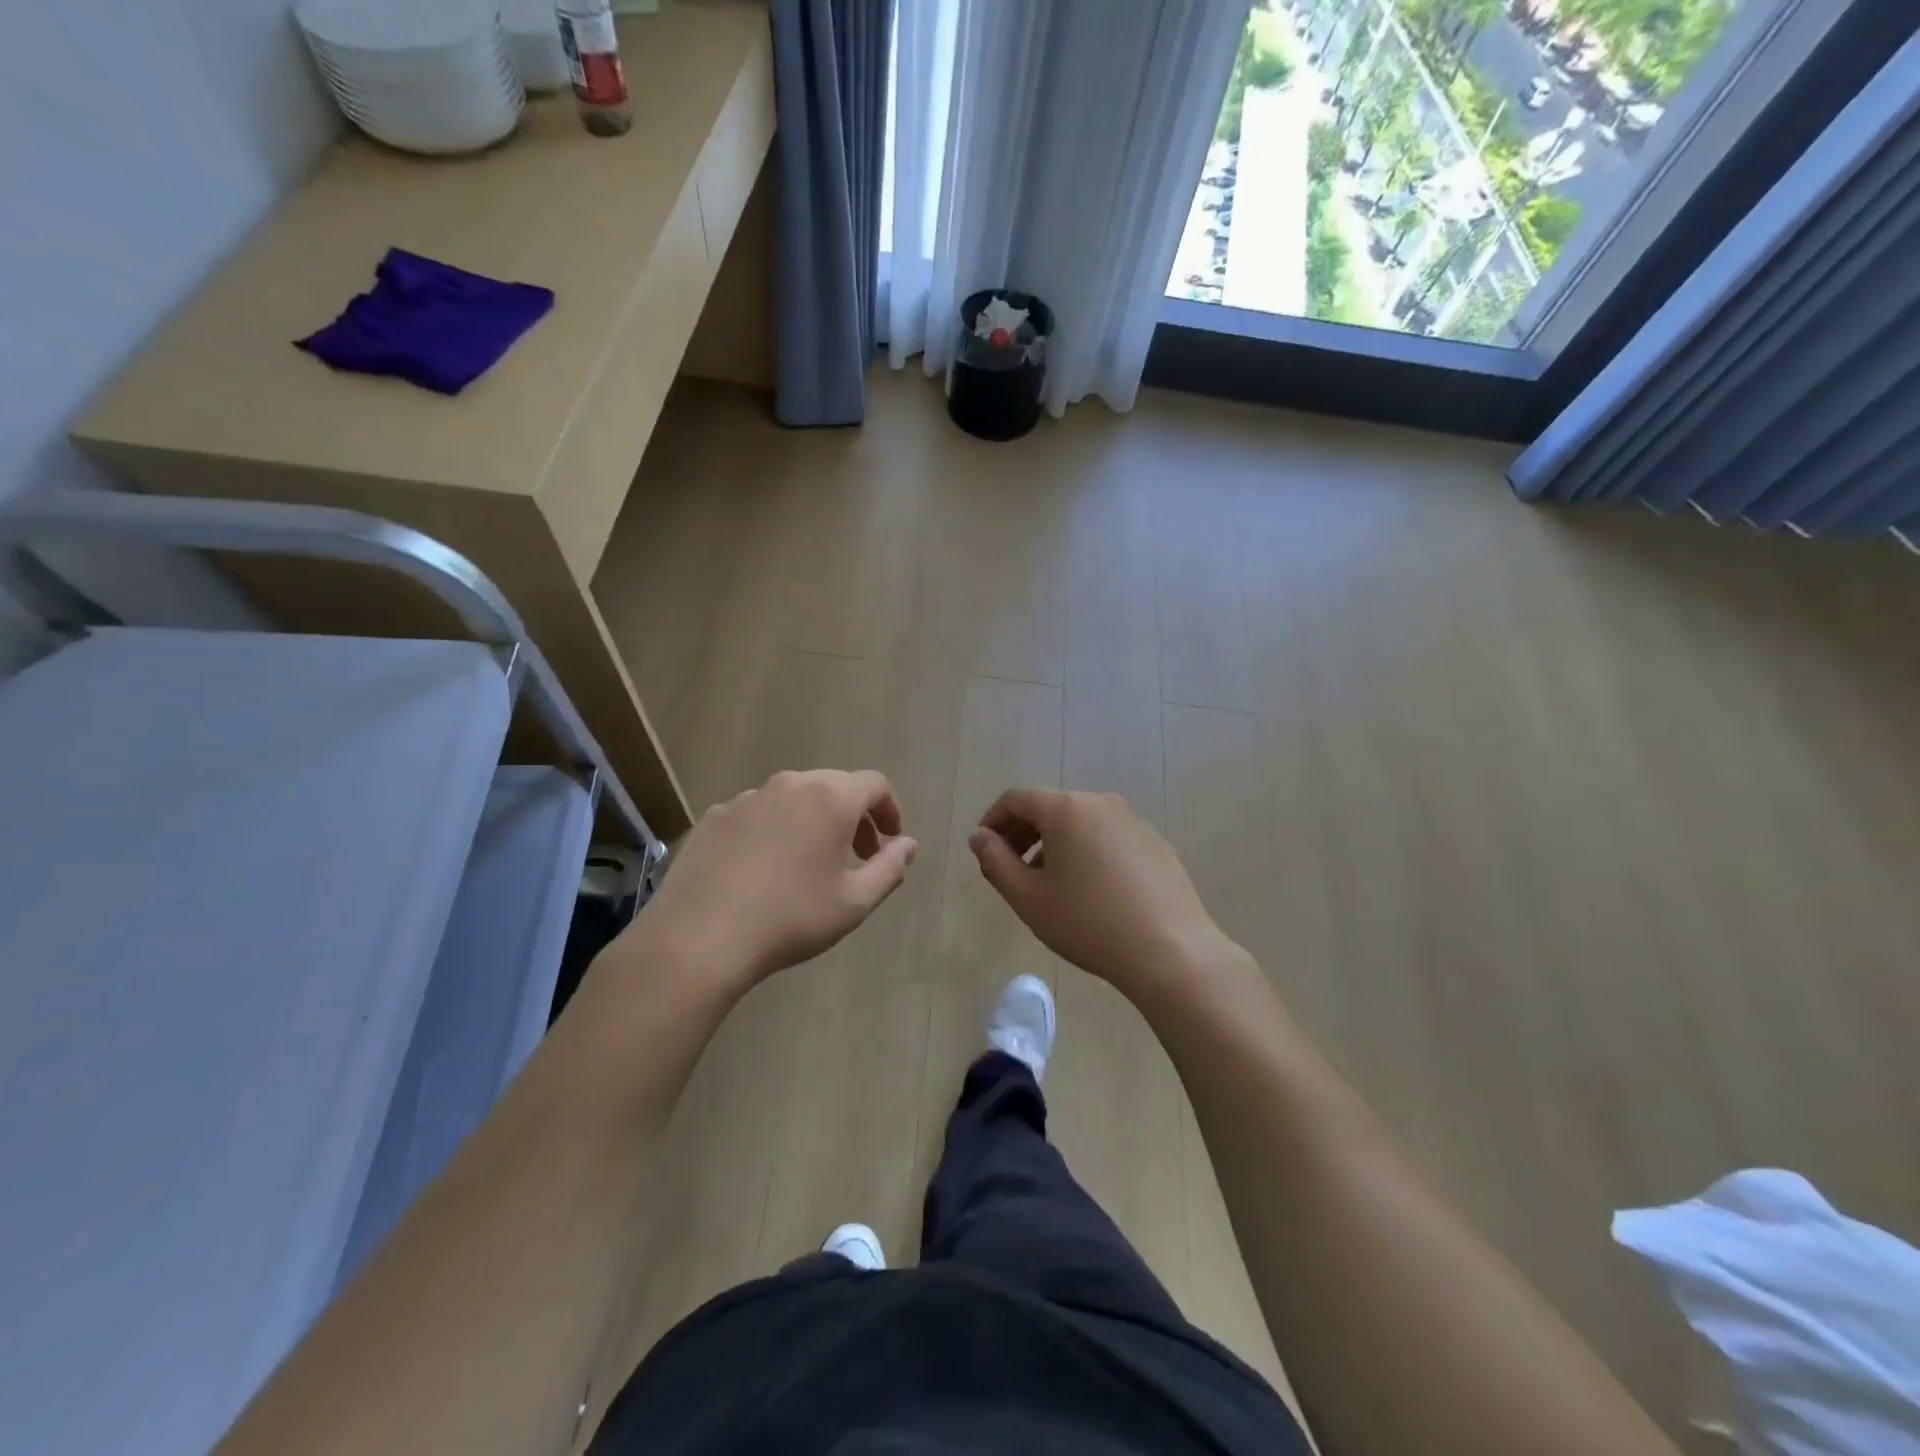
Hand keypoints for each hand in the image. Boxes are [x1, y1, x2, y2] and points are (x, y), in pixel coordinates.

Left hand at [634, 769, 916, 987]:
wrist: (699, 938)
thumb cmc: (790, 918)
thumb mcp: (854, 902)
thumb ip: (890, 868)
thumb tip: (908, 844)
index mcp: (830, 798)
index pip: (874, 784)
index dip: (889, 810)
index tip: (889, 842)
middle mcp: (789, 785)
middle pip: (834, 785)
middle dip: (854, 816)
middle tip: (856, 856)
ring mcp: (747, 798)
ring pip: (794, 798)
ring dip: (813, 821)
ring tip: (808, 864)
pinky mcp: (713, 816)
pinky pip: (758, 813)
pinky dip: (774, 830)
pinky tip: (763, 871)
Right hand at [969, 788, 1237, 994]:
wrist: (1170, 952)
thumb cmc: (1088, 923)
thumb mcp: (1029, 898)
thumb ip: (996, 862)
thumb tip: (980, 836)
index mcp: (1066, 809)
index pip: (1017, 799)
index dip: (993, 821)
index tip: (984, 852)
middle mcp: (1101, 802)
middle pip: (1050, 807)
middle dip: (1023, 833)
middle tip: (1010, 870)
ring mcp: (1134, 821)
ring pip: (1080, 823)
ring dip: (1055, 844)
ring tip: (1049, 885)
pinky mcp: (1155, 843)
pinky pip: (1108, 838)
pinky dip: (1087, 852)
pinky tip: (1091, 892)